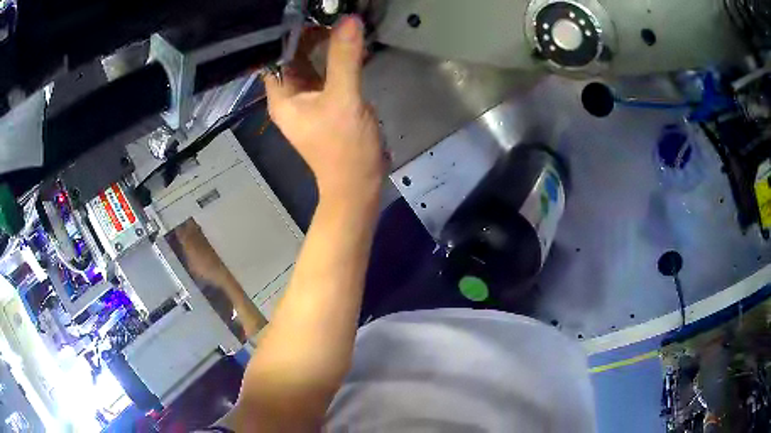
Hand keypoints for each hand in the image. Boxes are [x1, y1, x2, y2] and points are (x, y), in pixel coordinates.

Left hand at [264, 16, 384, 201]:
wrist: (358, 183)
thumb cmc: (343, 147)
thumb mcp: (343, 99)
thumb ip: (345, 59)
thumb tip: (348, 20)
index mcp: (282, 96)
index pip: (276, 56)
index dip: (289, 34)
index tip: (310, 14)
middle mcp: (290, 96)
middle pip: (294, 57)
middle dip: (311, 36)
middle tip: (333, 15)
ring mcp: (309, 99)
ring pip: (313, 64)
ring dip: (326, 46)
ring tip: (344, 25)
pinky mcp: (327, 103)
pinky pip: (328, 74)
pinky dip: (338, 60)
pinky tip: (353, 47)